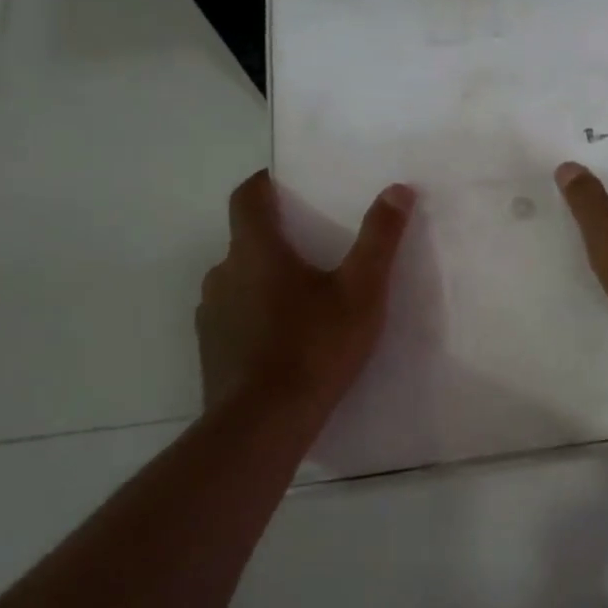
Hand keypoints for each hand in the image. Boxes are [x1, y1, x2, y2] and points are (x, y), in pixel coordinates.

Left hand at [197, 170, 415, 427]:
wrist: (263, 424)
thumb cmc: (315, 347)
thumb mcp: (361, 291)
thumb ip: (379, 238)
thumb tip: (398, 189)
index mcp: (256, 250)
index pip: (247, 196)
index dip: (264, 183)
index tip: (287, 183)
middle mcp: (223, 273)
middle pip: (246, 239)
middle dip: (277, 236)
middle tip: (316, 247)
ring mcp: (211, 313)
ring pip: (239, 279)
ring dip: (265, 278)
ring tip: (304, 296)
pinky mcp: (210, 349)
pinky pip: (234, 315)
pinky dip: (255, 313)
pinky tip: (285, 338)